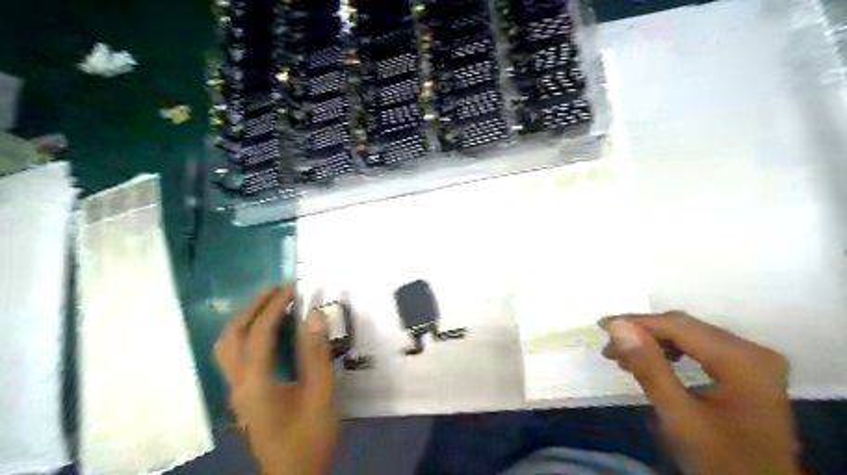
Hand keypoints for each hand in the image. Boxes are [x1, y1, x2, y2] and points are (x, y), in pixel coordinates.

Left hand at [214, 285, 339, 473]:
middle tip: (277, 290)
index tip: (291, 288)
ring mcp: (236, 393)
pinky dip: (246, 336)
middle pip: (232, 336)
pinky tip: (265, 334)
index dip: (274, 307)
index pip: (259, 334)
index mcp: (256, 383)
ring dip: (245, 321)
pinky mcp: (243, 397)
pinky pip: (234, 357)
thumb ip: (316, 354)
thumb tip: (313, 316)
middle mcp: (238, 385)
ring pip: (226, 348)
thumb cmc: (310, 438)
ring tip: (269, 306)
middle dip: (253, 308)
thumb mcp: (321, 395)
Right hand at [598, 312, 798, 474]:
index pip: (679, 327)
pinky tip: (653, 361)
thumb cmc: (722, 462)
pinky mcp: (746, 369)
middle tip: (610, 347)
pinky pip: (699, 347)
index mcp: (743, 360)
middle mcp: (752, 351)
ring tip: (624, 356)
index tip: (601, 326)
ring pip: (690, 334)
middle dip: (643, 333)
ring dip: (654, 342)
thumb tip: (617, 327)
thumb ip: (649, 369)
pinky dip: (670, 350)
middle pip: (685, 326)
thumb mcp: (679, 418)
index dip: (637, 323)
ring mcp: (752, 359)